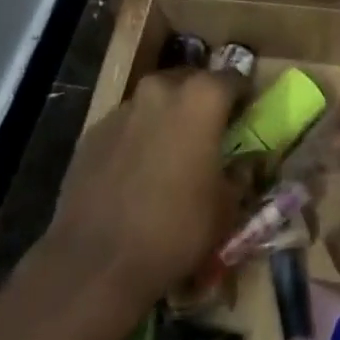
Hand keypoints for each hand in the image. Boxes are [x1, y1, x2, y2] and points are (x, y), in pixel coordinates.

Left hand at [38, 70, 242, 325]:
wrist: (96, 261)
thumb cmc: (176, 229)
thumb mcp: (226, 208)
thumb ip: (238, 174)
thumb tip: (241, 164)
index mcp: (201, 98)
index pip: (233, 78)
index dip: (243, 96)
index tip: (246, 116)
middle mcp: (161, 90)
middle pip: (190, 82)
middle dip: (201, 102)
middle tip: (209, 133)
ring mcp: (123, 108)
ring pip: (155, 102)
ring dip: (167, 118)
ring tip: (171, 154)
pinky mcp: (93, 131)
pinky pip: (127, 125)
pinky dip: (138, 138)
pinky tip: (137, 172)